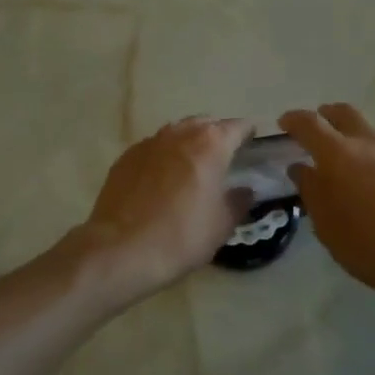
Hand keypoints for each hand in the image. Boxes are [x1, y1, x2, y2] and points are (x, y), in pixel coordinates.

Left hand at [71, 116, 256, 302]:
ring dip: (189, 142)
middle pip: (205, 124)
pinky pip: (153, 148)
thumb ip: (238, 201)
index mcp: (210, 145)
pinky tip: (163, 179)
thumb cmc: (182, 236)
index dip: (248, 133)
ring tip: (194, 165)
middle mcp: (180, 134)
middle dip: (217, 134)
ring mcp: (149, 143)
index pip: (237, 127)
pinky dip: (164, 156)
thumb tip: (245, 190)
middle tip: (224, 156)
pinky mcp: (126, 157)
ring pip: (177, 132)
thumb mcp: (222, 225)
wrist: (121, 250)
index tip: (253, 143)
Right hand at [279, 103, 374, 310]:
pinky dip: (372, 148)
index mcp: (338, 154)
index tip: (284, 124)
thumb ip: (311, 191)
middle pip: (343, 113)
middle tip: (315, 131)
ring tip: (344, 155)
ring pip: (368, 127)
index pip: (309, 123)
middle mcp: (368, 142)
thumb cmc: (370, 246)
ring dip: (351, 132)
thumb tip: (301, 168)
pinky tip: (372, 173)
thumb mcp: (327, 226)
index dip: (293, 119)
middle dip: (325, 116)